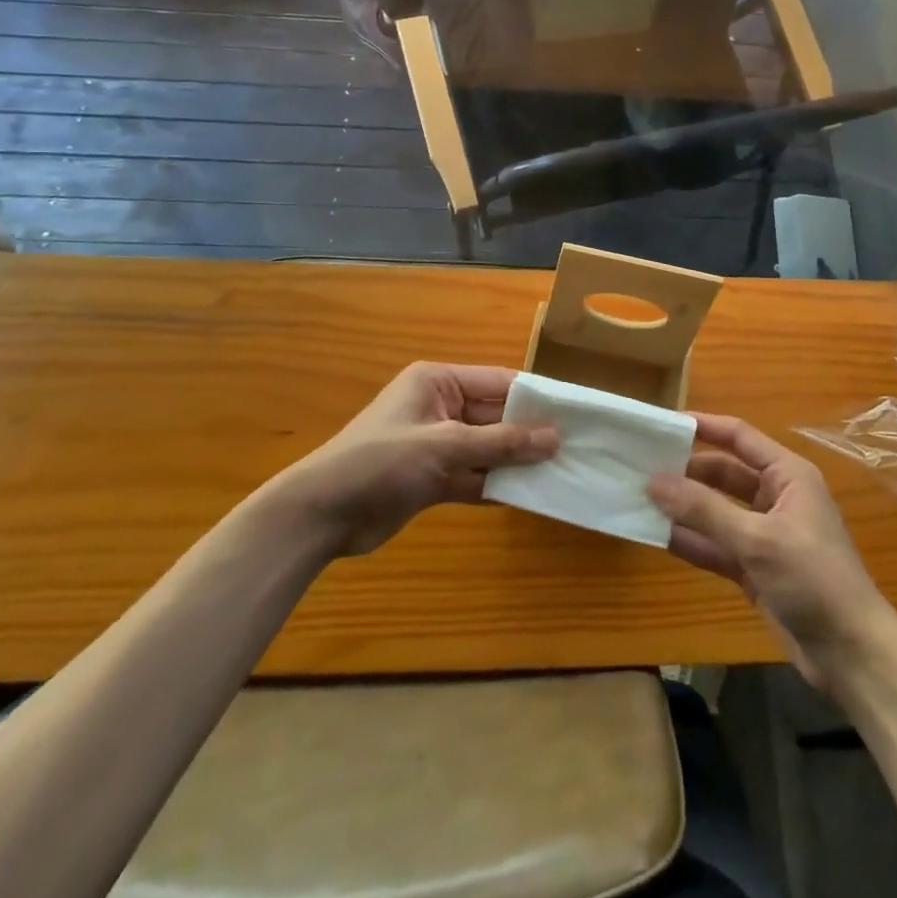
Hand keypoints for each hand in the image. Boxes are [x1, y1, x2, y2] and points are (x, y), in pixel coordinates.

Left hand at [278, 362, 556, 557]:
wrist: (321, 515)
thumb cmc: (380, 462)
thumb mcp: (444, 446)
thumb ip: (500, 443)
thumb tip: (554, 437)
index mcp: (438, 382)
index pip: (498, 382)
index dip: (535, 397)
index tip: (574, 412)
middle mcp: (440, 407)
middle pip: (495, 416)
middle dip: (529, 433)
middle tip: (575, 447)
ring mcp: (436, 444)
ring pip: (487, 449)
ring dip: (516, 462)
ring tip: (562, 472)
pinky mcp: (432, 478)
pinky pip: (474, 476)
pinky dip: (497, 485)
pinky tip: (530, 496)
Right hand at [649, 415, 896, 688]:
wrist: (853, 655)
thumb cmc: (813, 579)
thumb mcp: (757, 540)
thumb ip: (704, 510)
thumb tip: (654, 480)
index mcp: (787, 475)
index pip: (739, 437)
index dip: (702, 426)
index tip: (662, 424)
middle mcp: (775, 497)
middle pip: (722, 473)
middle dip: (685, 471)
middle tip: (640, 467)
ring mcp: (763, 534)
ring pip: (715, 510)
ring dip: (683, 507)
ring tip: (639, 498)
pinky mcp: (754, 568)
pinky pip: (715, 544)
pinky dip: (690, 540)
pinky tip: (656, 536)